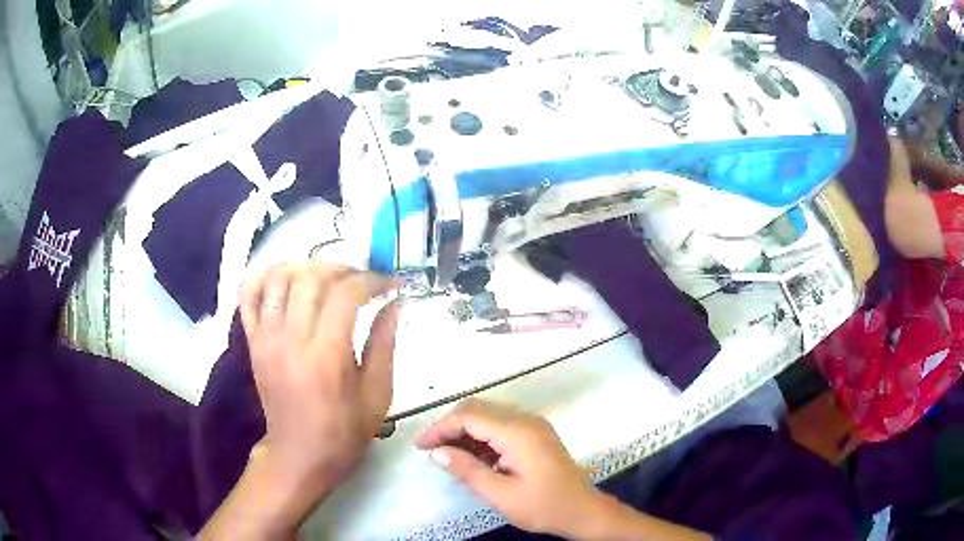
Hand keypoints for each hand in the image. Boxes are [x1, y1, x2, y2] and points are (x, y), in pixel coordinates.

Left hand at [200, 263, 400, 539]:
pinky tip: (286, 280)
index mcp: (326, 356)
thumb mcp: (377, 395)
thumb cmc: (343, 430)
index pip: (346, 294)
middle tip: (362, 280)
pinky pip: (248, 296)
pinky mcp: (252, 341)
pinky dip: (264, 278)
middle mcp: (291, 339)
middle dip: (343, 269)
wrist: (299, 454)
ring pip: (278, 278)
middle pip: (311, 278)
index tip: (391, 283)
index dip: (373, 280)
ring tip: (327, 279)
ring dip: (306, 267)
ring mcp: (266, 338)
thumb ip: (385, 344)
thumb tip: (395, 304)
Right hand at [415, 399, 597, 536]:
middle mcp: (526, 420)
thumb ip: (467, 470)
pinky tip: (472, 457)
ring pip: (488, 416)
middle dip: (450, 426)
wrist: (584, 511)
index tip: (421, 446)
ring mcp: (533, 425)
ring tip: (447, 455)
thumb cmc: (544, 506)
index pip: (469, 416)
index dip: (440, 428)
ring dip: (465, 431)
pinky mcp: (536, 434)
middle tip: (431, 450)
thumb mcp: (501, 494)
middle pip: (477, 410)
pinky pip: (501, 426)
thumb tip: (436, 452)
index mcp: (518, 432)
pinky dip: (482, 437)